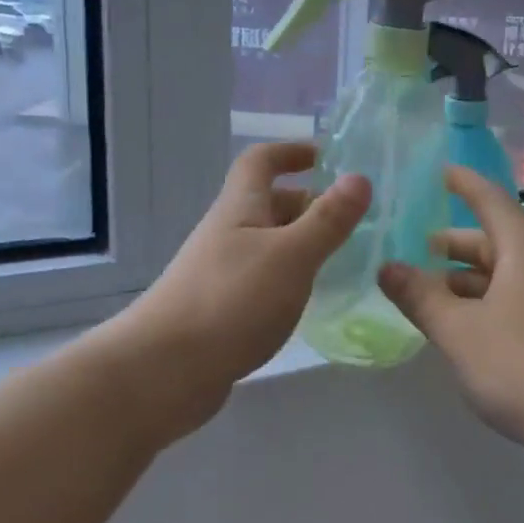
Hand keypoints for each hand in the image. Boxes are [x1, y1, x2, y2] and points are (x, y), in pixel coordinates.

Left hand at [120, 143, 369, 422]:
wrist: (164, 370)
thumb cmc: (231, 301)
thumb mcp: (291, 255)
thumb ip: (327, 220)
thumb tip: (360, 177)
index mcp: (240, 208)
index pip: (261, 160)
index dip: (291, 152)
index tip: (327, 157)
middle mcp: (228, 233)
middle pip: (269, 204)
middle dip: (310, 205)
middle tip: (355, 221)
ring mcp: (222, 272)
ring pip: (269, 244)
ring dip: (304, 244)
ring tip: (346, 260)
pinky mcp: (222, 309)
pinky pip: (264, 279)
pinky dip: (291, 279)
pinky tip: (311, 300)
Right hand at [378, 166, 523, 452]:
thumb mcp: (460, 331)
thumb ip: (421, 297)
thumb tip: (387, 268)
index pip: (490, 200)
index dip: (463, 184)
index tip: (439, 171)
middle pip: (494, 241)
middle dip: (453, 244)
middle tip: (414, 247)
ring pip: (504, 275)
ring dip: (465, 281)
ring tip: (426, 294)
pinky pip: (515, 301)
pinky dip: (484, 304)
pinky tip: (461, 328)